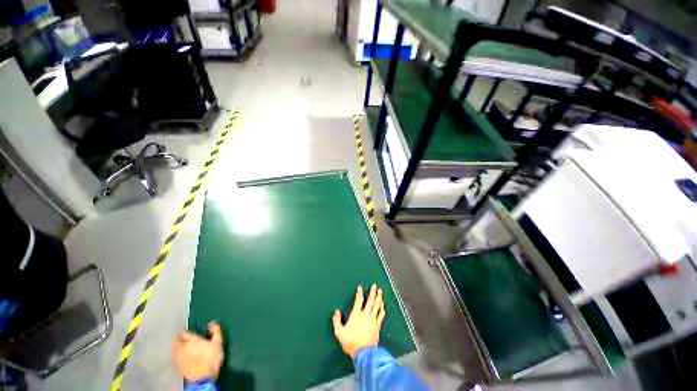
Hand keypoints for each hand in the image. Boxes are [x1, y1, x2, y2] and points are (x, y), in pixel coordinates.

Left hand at [173, 321, 223, 381]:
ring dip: (174, 347)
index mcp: (193, 340)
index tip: (184, 332)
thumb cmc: (212, 358)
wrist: (205, 377)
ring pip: (173, 349)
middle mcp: (184, 347)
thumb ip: (216, 331)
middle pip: (177, 341)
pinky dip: (174, 355)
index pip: (185, 333)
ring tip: (175, 346)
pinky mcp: (177, 366)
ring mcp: (179, 357)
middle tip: (177, 337)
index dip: (184, 332)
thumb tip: (211, 323)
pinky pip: (174, 358)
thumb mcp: (219, 342)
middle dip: (177, 339)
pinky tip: (177, 356)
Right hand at [332, 284, 385, 357]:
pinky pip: (381, 315)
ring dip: (379, 297)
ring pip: (377, 306)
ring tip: (380, 291)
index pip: (358, 300)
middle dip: (372, 292)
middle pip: (370, 300)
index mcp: (356, 315)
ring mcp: (373, 320)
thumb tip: (336, 311)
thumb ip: (337, 321)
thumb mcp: (340, 333)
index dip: (360, 293)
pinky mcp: (378, 325)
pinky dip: (382, 308)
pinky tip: (383, 305)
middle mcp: (366, 315)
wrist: (364, 354)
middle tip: (375, 285)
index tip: (361, 287)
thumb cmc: (351, 342)